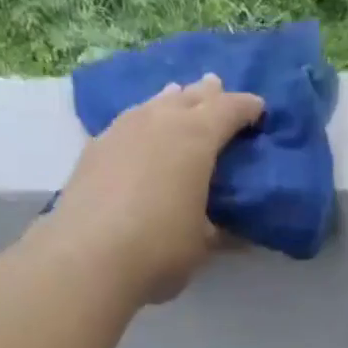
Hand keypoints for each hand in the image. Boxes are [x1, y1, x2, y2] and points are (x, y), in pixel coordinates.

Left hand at [34, 73, 265, 304]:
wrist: (89, 257)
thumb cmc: (159, 251)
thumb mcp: (200, 247)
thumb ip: (218, 232)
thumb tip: (234, 232)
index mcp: (196, 139)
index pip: (228, 110)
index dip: (246, 108)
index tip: (258, 110)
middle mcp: (160, 121)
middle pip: (189, 96)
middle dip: (207, 94)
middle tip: (217, 90)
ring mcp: (122, 129)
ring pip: (154, 104)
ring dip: (170, 102)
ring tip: (177, 100)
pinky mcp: (95, 148)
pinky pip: (127, 124)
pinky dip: (141, 125)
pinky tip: (139, 136)